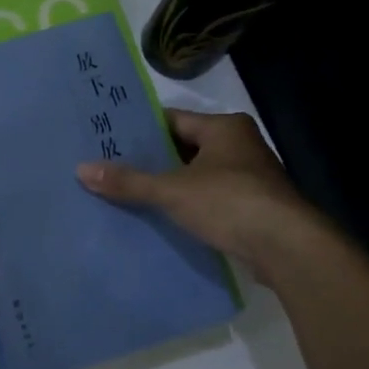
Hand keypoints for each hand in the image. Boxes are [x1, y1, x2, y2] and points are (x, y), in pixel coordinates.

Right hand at [76, 111, 315, 273]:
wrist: (287, 248)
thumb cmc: (230, 202)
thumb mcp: (172, 190)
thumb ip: (129, 181)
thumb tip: (82, 170)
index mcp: (224, 128)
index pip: (172, 119)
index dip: (140, 129)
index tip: (109, 138)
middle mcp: (239, 145)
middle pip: (183, 147)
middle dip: (151, 159)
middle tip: (110, 165)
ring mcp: (248, 177)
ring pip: (196, 175)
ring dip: (168, 184)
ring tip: (127, 191)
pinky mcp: (251, 207)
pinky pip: (208, 198)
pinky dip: (186, 205)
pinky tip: (159, 216)